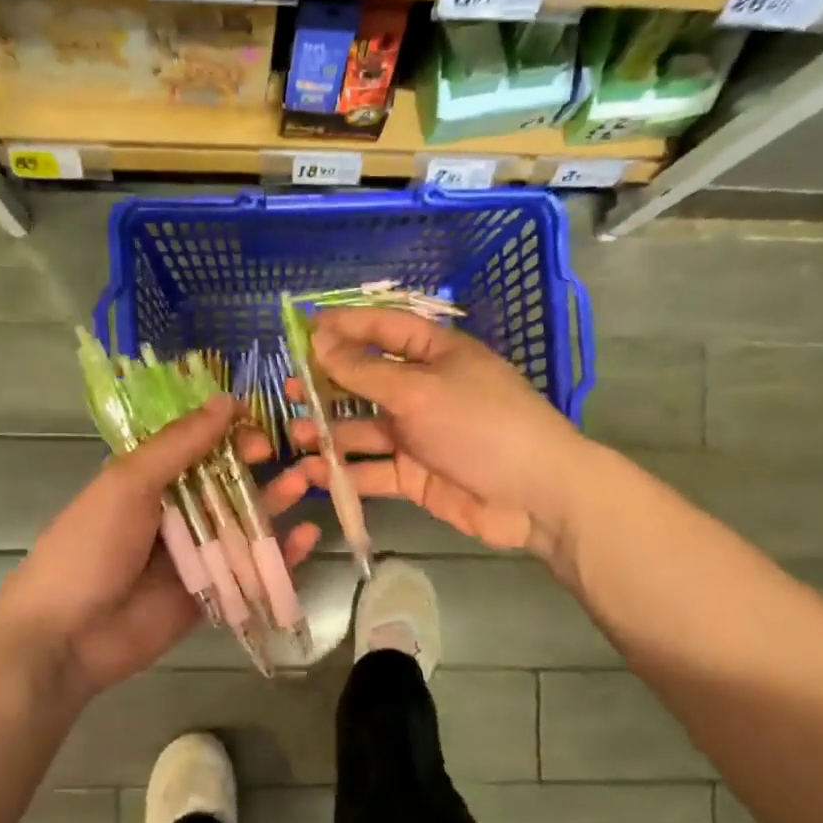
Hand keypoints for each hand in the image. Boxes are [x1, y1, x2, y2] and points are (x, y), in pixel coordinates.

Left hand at [0, 395, 320, 702]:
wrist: (65, 636)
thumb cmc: (90, 547)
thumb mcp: (128, 483)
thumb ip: (179, 445)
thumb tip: (226, 401)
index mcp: (147, 480)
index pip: (197, 447)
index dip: (230, 436)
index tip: (259, 430)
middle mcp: (173, 513)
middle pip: (226, 484)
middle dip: (261, 469)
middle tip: (298, 457)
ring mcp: (193, 556)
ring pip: (243, 525)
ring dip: (276, 504)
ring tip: (309, 485)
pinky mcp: (210, 594)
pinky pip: (250, 571)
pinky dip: (280, 556)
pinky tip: (308, 537)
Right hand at [267, 307, 590, 555]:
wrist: (534, 496)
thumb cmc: (479, 425)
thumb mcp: (418, 390)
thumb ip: (364, 370)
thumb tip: (320, 339)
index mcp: (437, 355)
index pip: (386, 328)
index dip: (347, 326)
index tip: (303, 329)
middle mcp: (425, 391)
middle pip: (368, 381)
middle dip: (328, 385)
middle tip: (288, 389)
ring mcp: (420, 436)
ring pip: (364, 429)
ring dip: (330, 432)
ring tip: (295, 434)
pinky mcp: (416, 476)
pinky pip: (373, 469)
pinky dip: (345, 471)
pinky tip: (313, 472)